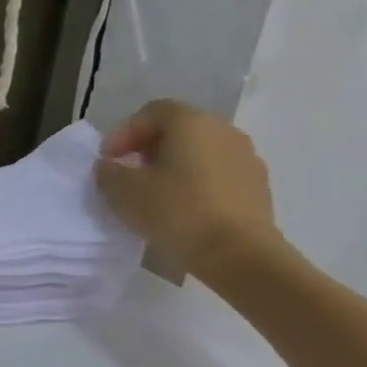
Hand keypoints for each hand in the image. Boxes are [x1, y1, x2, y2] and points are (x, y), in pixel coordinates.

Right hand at [93, 99, 280, 278]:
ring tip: (153, 193)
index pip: (152, 111)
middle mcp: (225, 132)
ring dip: (173, 166)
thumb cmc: (176, 210)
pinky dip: (195, 183)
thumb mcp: (122, 189)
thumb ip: (108, 170)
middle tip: (127, 172)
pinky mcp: (258, 188)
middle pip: (179, 129)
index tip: (108, 159)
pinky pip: (217, 174)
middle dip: (148, 147)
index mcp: (192, 123)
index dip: (124, 132)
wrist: (240, 255)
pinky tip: (180, 208)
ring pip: (200, 152)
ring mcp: (247, 160)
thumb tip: (111, 166)